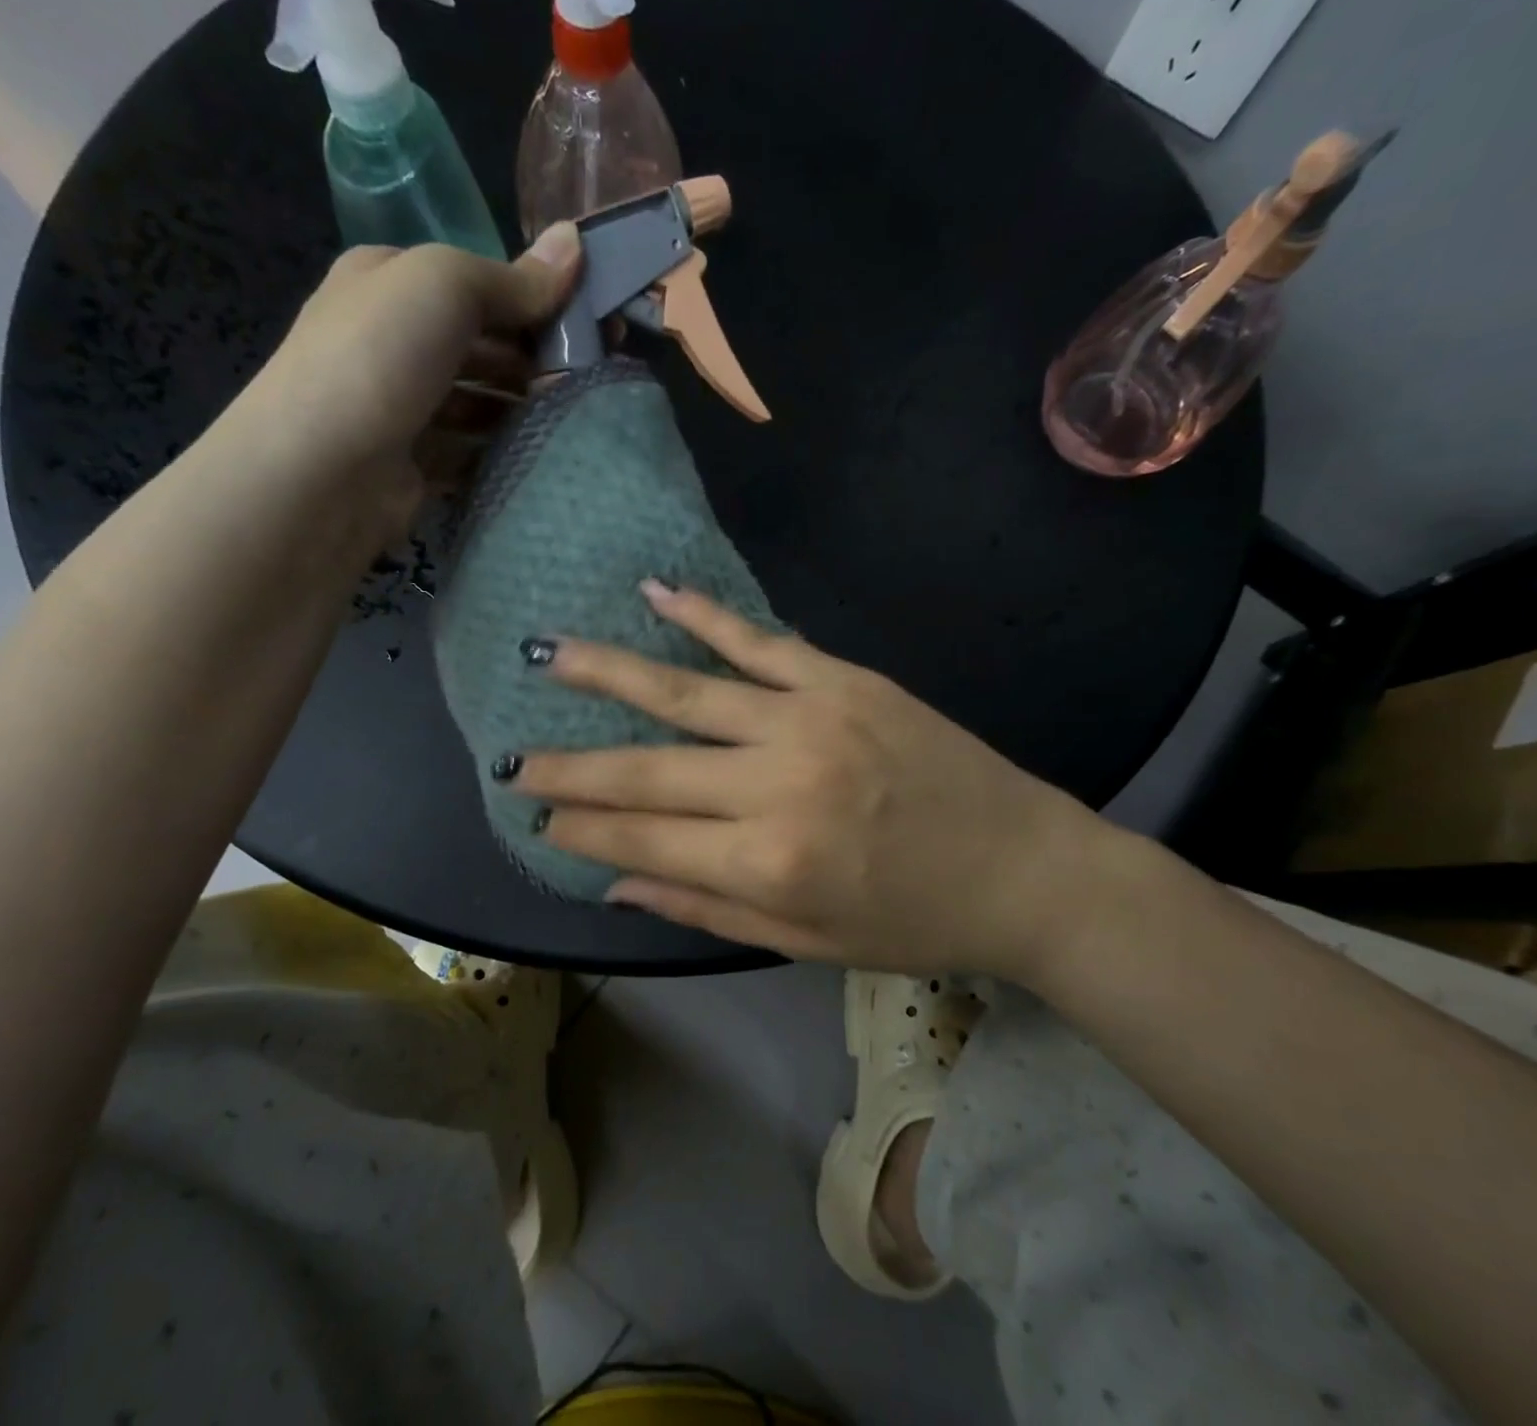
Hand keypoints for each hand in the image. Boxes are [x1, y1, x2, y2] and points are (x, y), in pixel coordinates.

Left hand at [233, 225, 581, 523]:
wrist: (321, 472)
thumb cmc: (379, 358)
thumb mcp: (445, 287)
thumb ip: (513, 277)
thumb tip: (576, 241)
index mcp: (391, 282)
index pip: (476, 284)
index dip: (535, 297)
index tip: (593, 323)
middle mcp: (394, 340)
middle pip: (482, 344)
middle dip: (535, 358)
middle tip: (592, 377)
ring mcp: (403, 407)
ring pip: (480, 401)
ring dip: (524, 408)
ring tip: (574, 418)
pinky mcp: (416, 465)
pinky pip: (472, 451)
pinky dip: (503, 451)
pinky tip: (541, 455)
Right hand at [512, 581, 1129, 977]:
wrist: (1023, 866)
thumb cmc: (913, 922)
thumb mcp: (807, 943)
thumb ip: (705, 911)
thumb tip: (614, 883)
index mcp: (767, 865)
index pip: (643, 841)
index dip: (582, 830)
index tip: (536, 816)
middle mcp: (777, 786)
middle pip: (648, 771)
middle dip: (571, 767)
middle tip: (512, 757)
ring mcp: (810, 720)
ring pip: (686, 691)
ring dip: (609, 673)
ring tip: (549, 654)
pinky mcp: (844, 680)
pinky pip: (759, 641)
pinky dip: (703, 615)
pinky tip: (653, 592)